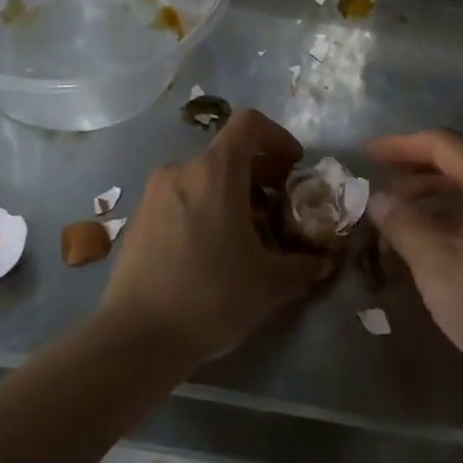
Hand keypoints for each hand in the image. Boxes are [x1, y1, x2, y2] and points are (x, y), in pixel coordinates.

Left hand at [98, 109, 330, 362]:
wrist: (137, 338)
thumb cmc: (211, 297)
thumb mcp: (270, 284)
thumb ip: (305, 265)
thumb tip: (325, 260)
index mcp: (215, 173)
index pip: (249, 124)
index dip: (278, 136)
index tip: (293, 167)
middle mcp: (181, 172)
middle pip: (227, 154)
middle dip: (260, 174)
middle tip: (279, 209)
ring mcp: (154, 194)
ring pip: (203, 178)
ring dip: (232, 195)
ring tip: (248, 236)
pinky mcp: (138, 220)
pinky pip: (180, 199)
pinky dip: (205, 209)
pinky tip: (213, 252)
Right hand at [366, 129, 462, 408]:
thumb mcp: (436, 265)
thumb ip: (402, 223)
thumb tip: (377, 197)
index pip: (444, 144)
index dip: (401, 146)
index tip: (366, 154)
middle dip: (418, 164)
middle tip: (379, 176)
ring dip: (436, 188)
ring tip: (398, 206)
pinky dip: (457, 208)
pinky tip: (433, 230)